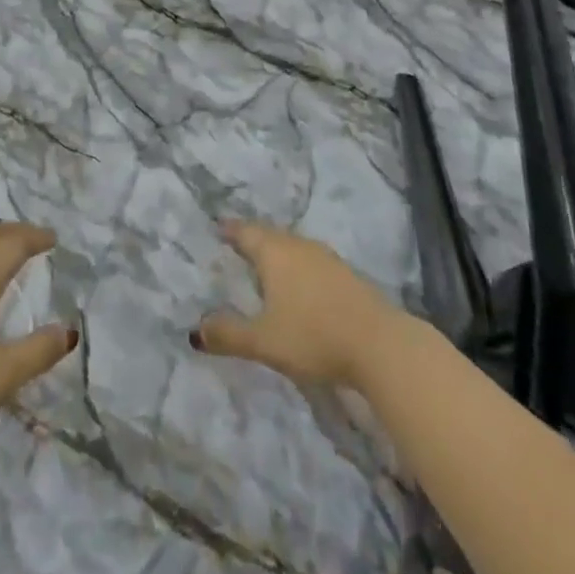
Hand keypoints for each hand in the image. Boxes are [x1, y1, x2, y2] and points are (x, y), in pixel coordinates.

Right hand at [192, 221, 400, 389]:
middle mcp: (299, 246)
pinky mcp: (346, 275)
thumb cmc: (313, 336)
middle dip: (253, 239)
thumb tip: (195, 331)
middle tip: (237, 244)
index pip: (246, 232)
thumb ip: (229, 334)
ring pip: (293, 246)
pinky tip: (299, 284)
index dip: (230, 230)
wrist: (380, 345)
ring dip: (277, 252)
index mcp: (275, 253)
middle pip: (270, 235)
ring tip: (265, 264)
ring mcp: (326, 258)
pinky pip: (311, 261)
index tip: (218, 228)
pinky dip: (297, 266)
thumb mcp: (264, 341)